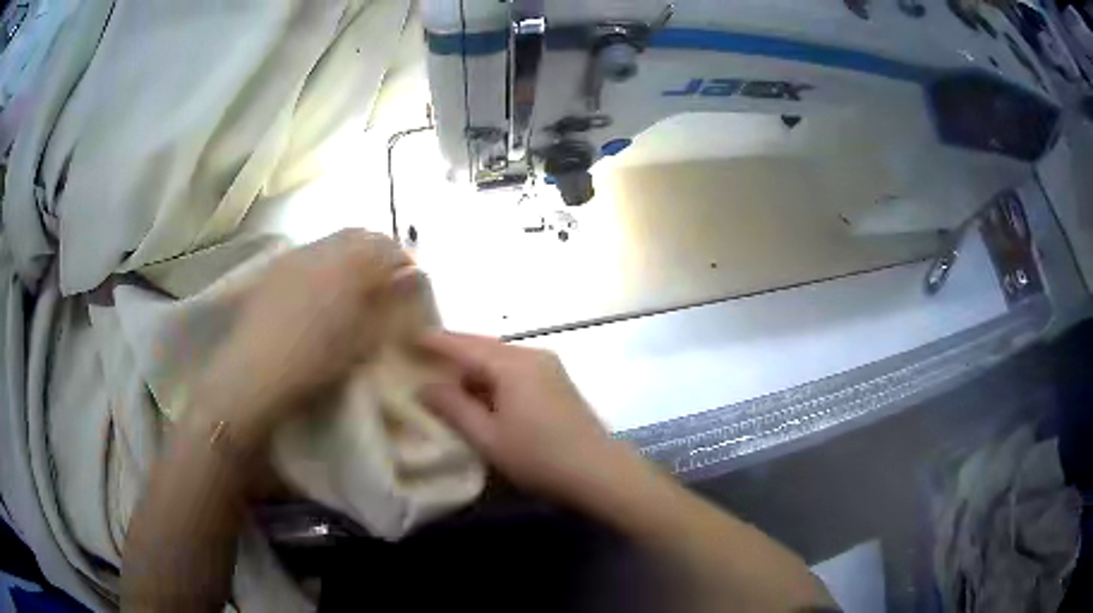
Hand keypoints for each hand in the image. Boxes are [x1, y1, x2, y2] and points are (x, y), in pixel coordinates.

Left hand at [191, 229, 411, 450]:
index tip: (411, 279)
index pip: (388, 247)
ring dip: (350, 253)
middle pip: (360, 235)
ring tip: (352, 282)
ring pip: (333, 241)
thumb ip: (391, 305)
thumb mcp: (364, 339)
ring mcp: (296, 254)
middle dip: (377, 250)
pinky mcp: (276, 266)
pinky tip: (319, 287)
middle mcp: (324, 248)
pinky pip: (309, 252)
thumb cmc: (317, 359)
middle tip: (384, 277)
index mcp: (351, 264)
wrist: (257, 369)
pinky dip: (325, 261)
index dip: (404, 260)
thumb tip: (413, 279)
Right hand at [418, 332, 633, 508]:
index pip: (465, 345)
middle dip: (454, 350)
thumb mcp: (488, 437)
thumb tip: (424, 387)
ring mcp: (549, 367)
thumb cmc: (540, 457)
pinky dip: (493, 375)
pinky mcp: (558, 382)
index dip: (436, 341)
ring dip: (474, 365)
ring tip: (446, 375)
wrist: (601, 472)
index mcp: (513, 365)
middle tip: (423, 354)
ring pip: (501, 358)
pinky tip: (482, 392)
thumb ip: (454, 408)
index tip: (410, 336)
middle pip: (484, 346)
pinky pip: (516, 369)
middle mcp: (532, 355)